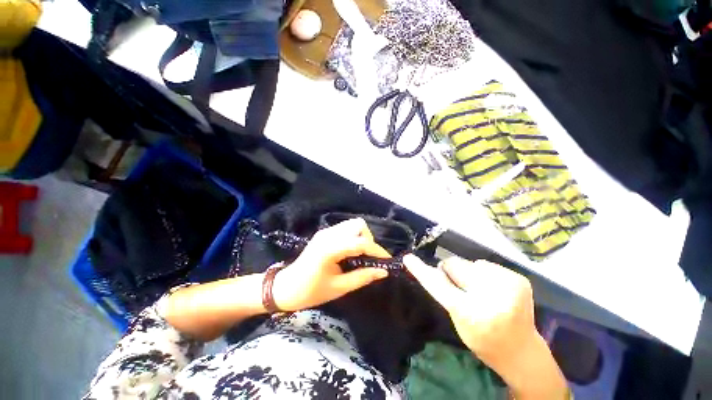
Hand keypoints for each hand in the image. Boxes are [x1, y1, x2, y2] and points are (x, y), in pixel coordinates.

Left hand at [271, 218, 390, 311]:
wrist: (285, 288)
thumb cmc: (310, 292)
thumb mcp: (339, 288)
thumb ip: (362, 277)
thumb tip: (383, 271)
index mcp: (330, 249)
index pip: (361, 242)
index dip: (377, 251)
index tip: (387, 261)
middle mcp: (328, 234)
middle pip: (358, 225)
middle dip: (368, 240)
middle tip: (368, 258)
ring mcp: (325, 232)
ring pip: (353, 225)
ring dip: (361, 237)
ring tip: (360, 255)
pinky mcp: (324, 233)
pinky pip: (346, 229)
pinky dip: (354, 237)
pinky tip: (350, 252)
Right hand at [404, 255, 567, 399]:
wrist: (522, 352)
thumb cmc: (483, 340)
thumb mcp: (458, 320)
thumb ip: (446, 293)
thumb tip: (436, 269)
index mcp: (471, 313)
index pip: (438, 286)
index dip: (422, 271)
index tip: (409, 258)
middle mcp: (491, 297)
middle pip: (456, 265)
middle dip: (453, 272)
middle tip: (462, 287)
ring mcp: (509, 286)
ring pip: (471, 263)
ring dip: (471, 274)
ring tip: (482, 292)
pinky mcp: (519, 279)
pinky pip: (488, 265)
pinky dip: (486, 275)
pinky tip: (495, 291)